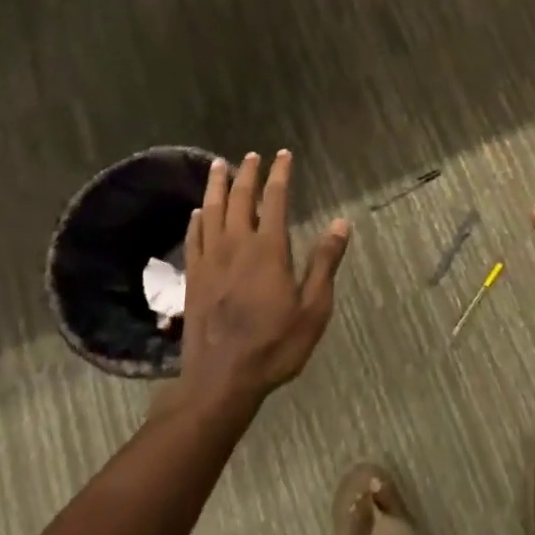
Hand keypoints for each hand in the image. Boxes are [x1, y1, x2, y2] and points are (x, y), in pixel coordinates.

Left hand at [173, 151, 350, 418]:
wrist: (222, 380)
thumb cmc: (275, 344)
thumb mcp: (313, 308)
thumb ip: (325, 262)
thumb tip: (341, 223)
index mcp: (268, 248)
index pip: (274, 199)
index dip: (280, 174)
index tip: (283, 155)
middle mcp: (236, 244)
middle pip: (240, 198)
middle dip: (247, 173)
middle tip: (252, 155)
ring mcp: (210, 260)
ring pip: (211, 210)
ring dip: (217, 186)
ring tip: (219, 166)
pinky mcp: (193, 277)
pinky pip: (193, 237)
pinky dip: (197, 219)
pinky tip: (199, 212)